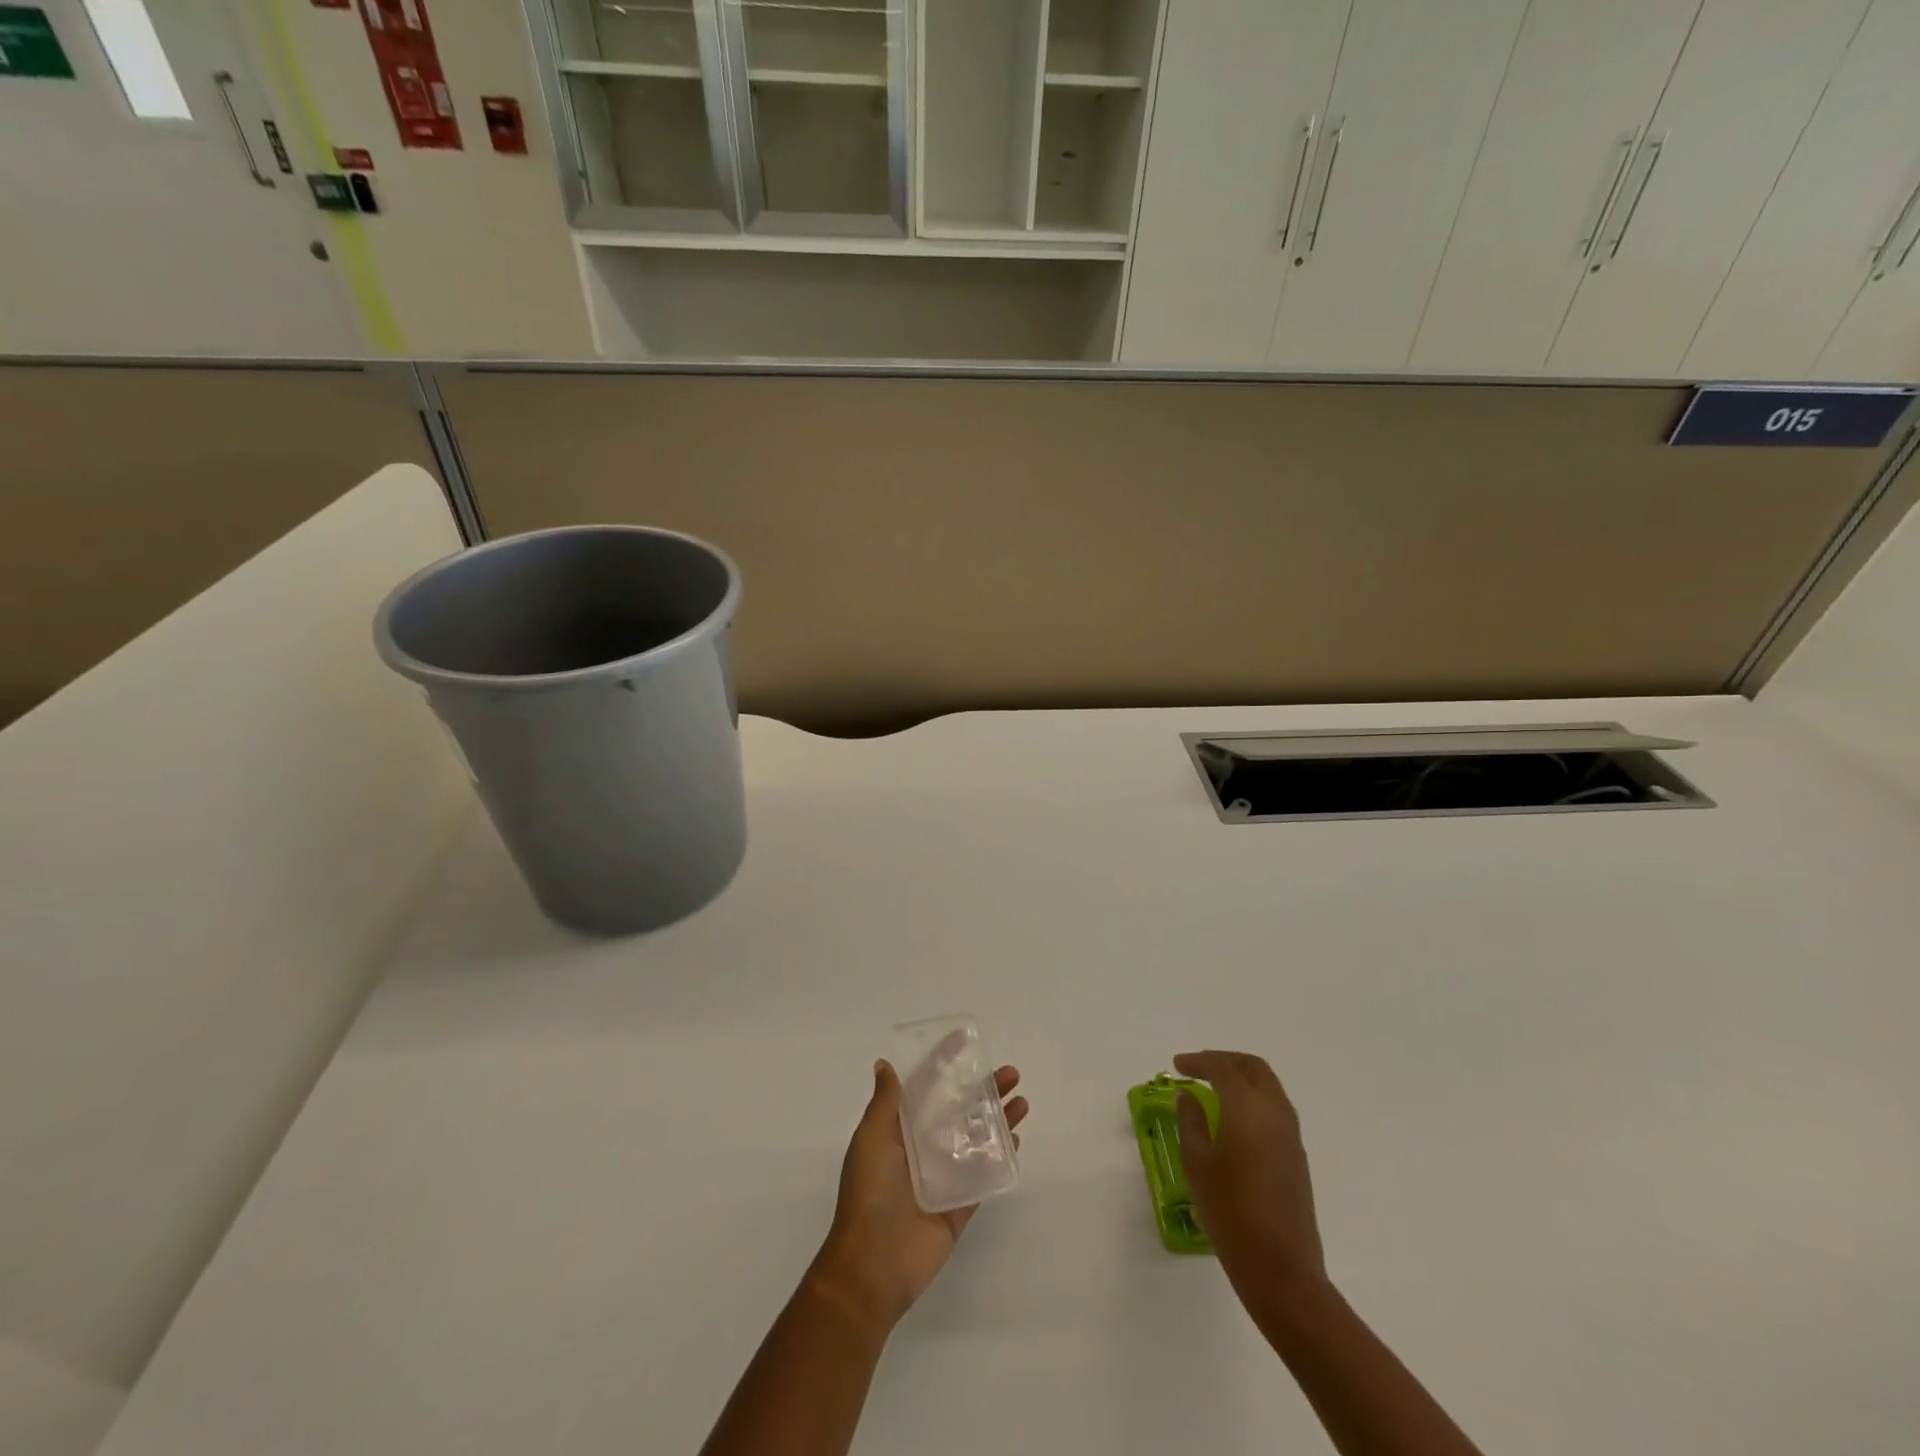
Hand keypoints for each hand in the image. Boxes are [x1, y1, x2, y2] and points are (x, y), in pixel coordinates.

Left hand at [808, 1059, 1027, 1332]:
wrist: (873, 1265)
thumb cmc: (870, 1193)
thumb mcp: (871, 1139)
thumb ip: (885, 1103)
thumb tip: (884, 1064)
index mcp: (899, 1131)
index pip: (925, 1089)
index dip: (944, 1064)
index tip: (966, 1041)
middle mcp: (923, 1149)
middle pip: (959, 1110)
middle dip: (984, 1090)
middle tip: (1011, 1074)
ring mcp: (943, 1177)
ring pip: (977, 1140)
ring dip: (999, 1120)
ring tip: (1022, 1103)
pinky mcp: (960, 1206)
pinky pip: (984, 1177)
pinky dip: (1000, 1158)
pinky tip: (1016, 1140)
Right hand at [1173, 1050, 1327, 1306]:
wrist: (1282, 1269)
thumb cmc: (1230, 1212)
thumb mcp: (1197, 1164)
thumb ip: (1191, 1122)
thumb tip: (1188, 1096)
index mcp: (1248, 1108)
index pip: (1222, 1068)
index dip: (1198, 1061)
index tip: (1176, 1065)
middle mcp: (1274, 1112)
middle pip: (1252, 1068)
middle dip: (1224, 1060)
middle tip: (1197, 1068)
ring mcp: (1291, 1135)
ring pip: (1268, 1086)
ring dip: (1241, 1077)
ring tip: (1213, 1088)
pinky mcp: (1297, 1156)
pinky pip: (1275, 1108)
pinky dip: (1253, 1098)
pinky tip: (1233, 1117)